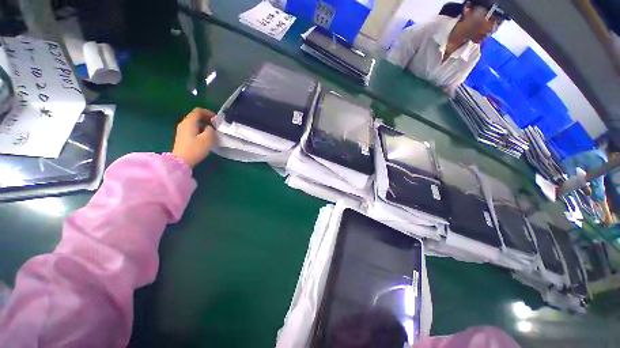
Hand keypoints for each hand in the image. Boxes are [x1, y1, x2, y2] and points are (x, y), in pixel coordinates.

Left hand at [172, 107, 215, 167]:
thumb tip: (209, 128)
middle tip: (216, 126)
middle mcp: (184, 124)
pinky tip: (206, 138)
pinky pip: (192, 130)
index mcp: (189, 122)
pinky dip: (200, 131)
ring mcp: (182, 131)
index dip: (209, 113)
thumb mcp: (207, 139)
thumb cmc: (195, 149)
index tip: (217, 119)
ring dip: (204, 126)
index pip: (198, 111)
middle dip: (207, 120)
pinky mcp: (182, 137)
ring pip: (194, 124)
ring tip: (213, 133)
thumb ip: (210, 130)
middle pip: (196, 117)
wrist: (181, 161)